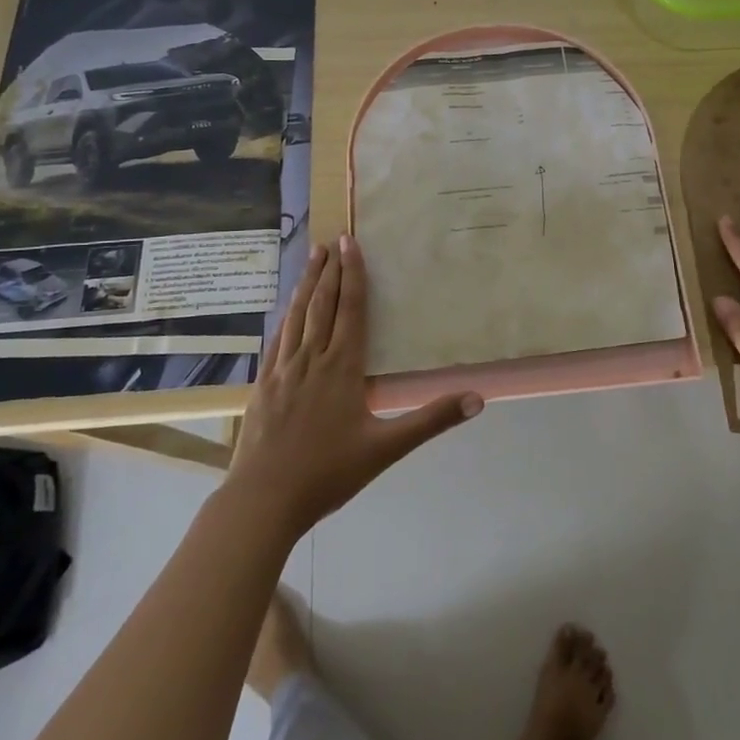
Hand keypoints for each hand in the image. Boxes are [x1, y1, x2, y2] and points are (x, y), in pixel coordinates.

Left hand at [230, 235, 482, 535]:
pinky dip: (284, 318)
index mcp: (342, 367)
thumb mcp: (386, 448)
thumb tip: (477, 399)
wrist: (264, 499)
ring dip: (306, 286)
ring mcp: (283, 370)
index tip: (351, 244)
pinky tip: (284, 311)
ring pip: (296, 317)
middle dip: (329, 271)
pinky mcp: (263, 385)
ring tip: (310, 259)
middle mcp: (312, 359)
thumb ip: (431, 420)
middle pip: (322, 305)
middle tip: (331, 241)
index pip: (351, 310)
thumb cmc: (328, 472)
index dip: (353, 275)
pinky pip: (276, 341)